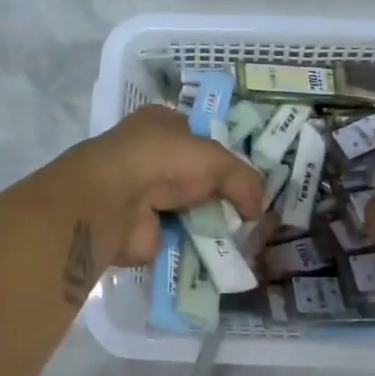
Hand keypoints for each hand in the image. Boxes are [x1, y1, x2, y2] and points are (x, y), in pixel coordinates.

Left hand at [61, 105, 264, 269]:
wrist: (115, 202)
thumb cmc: (164, 161)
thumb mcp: (218, 160)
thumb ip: (245, 181)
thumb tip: (259, 211)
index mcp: (162, 123)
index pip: (201, 136)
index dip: (226, 155)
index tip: (251, 178)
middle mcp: (150, 154)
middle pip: (197, 174)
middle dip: (222, 192)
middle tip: (253, 212)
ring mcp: (144, 192)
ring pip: (190, 206)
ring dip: (212, 220)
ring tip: (246, 236)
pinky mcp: (143, 228)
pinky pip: (181, 236)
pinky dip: (199, 244)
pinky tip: (224, 253)